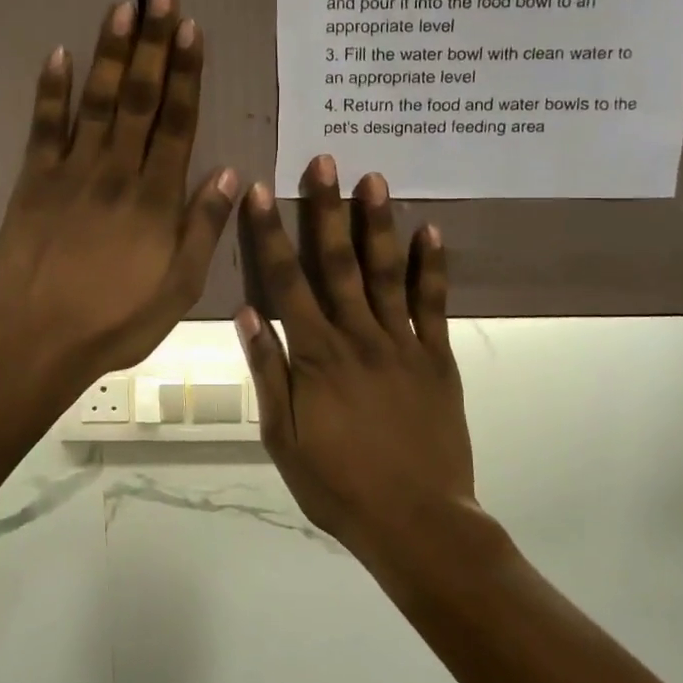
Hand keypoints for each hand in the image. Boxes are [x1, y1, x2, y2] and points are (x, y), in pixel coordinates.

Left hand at [0, 0, 237, 395]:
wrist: (36, 343)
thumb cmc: (116, 322)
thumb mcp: (179, 289)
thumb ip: (203, 229)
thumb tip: (227, 173)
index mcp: (155, 199)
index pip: (177, 123)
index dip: (187, 74)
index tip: (193, 30)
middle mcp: (117, 173)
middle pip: (141, 99)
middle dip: (154, 44)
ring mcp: (71, 173)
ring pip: (98, 102)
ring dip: (112, 53)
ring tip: (123, 7)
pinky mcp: (33, 182)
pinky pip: (43, 128)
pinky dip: (50, 90)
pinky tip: (58, 54)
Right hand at [235, 155, 475, 563]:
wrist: (416, 522)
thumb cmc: (338, 484)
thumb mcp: (283, 437)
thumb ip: (267, 371)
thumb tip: (245, 312)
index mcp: (315, 356)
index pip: (286, 282)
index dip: (270, 234)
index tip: (260, 191)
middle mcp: (358, 337)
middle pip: (337, 263)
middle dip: (326, 209)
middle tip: (325, 161)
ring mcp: (403, 344)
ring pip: (387, 272)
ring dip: (377, 223)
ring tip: (375, 178)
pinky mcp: (437, 357)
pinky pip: (434, 304)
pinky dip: (433, 266)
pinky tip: (430, 229)